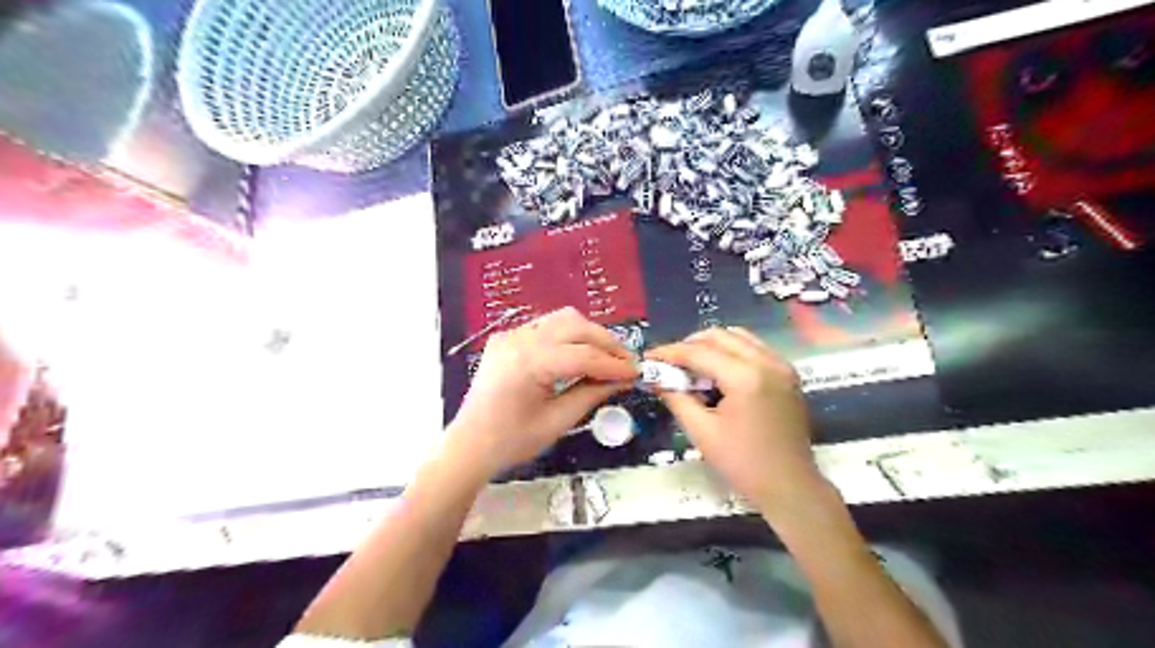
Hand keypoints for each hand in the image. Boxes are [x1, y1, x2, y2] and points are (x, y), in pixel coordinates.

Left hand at [443, 306, 639, 479]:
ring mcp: (510, 334)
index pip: (582, 355)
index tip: (636, 372)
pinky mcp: (507, 337)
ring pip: (562, 319)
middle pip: (575, 325)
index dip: (613, 364)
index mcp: (528, 363)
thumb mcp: (558, 422)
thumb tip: (623, 380)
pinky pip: (546, 326)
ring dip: (589, 334)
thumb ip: (592, 394)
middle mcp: (519, 339)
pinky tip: (579, 354)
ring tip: (607, 356)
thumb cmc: (511, 441)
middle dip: (606, 342)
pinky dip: (568, 336)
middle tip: (626, 363)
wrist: (469, 445)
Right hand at [649, 328, 818, 510]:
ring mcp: (781, 365)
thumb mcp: (702, 432)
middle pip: (720, 336)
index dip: (671, 353)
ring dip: (712, 346)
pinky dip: (732, 352)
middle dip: (690, 345)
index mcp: (745, 377)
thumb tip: (657, 379)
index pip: (699, 352)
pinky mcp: (787, 373)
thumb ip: (677, 398)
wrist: (790, 486)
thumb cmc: (743, 464)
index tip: (650, 357)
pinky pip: (754, 348)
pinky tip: (718, 373)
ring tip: (692, 367)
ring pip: (738, 337)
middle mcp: (766, 361)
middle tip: (670, 363)